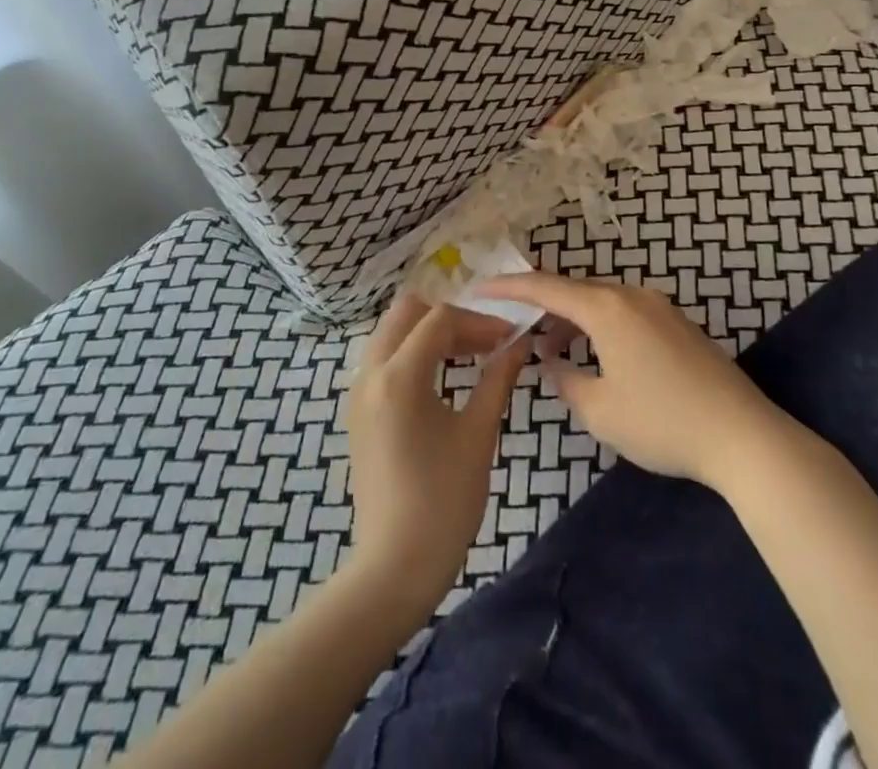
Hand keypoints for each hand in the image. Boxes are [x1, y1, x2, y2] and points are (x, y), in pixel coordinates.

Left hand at [344, 294, 527, 616]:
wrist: (395, 566)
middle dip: (449, 317)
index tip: (509, 338)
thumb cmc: (444, 501)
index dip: (479, 321)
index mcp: (399, 375)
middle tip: (485, 340)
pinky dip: (412, 352)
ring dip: (429, 332)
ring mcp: (359, 391)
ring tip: (469, 354)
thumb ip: (498, 379)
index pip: (440, 319)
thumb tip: (519, 344)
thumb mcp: (478, 434)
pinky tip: (442, 376)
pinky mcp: (358, 410)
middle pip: (407, 312)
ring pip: (392, 332)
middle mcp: (370, 373)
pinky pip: (384, 357)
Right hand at [483, 272, 781, 491]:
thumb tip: (552, 362)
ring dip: (572, 321)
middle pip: (574, 291)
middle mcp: (632, 295)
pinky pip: (624, 313)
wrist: (741, 435)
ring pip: (601, 302)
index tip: (480, 288)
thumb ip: (566, 380)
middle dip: (542, 308)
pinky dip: (599, 327)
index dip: (509, 287)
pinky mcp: (677, 324)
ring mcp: (659, 307)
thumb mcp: (600, 410)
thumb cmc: (662, 422)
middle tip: (516, 330)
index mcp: (607, 308)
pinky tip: (597, 358)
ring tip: (552, 351)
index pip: (546, 288)